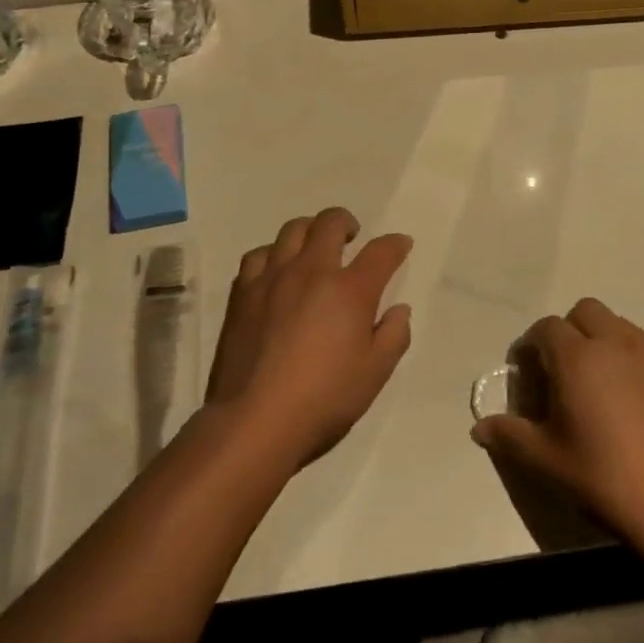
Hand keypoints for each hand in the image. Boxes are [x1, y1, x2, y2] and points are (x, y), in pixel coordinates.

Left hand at [206, 207, 413, 468]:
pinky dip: (273, 254)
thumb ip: (393, 336)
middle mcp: (311, 272)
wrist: (254, 420)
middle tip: (351, 236)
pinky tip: (276, 270)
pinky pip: (258, 256)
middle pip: (329, 223)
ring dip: (309, 231)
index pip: (380, 252)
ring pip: (291, 231)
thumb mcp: (375, 374)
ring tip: (313, 246)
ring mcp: (272, 279)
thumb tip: (398, 309)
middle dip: (346, 222)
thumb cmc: (324, 400)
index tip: (401, 244)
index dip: (395, 244)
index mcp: (349, 290)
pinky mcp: (242, 294)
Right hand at [471, 298, 643, 546]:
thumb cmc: (604, 477)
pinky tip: (632, 403)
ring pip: (619, 325)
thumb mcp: (547, 460)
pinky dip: (630, 360)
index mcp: (578, 357)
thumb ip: (510, 436)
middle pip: (585, 311)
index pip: (546, 328)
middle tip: (562, 371)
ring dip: (601, 340)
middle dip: (568, 330)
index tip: (528, 373)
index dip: (531, 345)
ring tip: (598, 384)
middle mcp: (615, 344)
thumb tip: (479, 428)